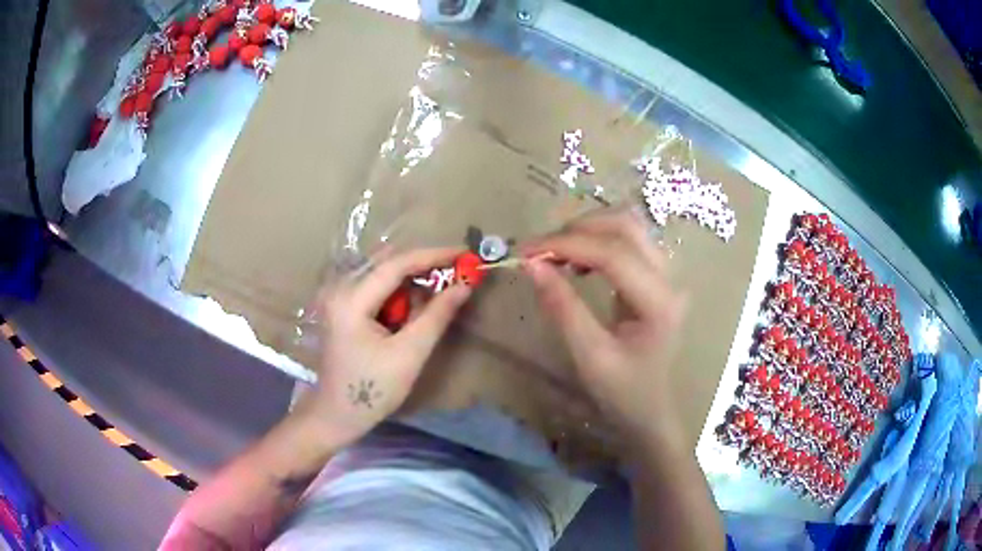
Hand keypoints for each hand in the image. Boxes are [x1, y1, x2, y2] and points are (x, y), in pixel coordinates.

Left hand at [301, 248, 471, 443]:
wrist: (336, 414)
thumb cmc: (372, 389)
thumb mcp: (410, 354)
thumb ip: (437, 315)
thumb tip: (465, 284)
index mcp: (351, 300)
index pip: (396, 265)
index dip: (433, 256)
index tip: (464, 255)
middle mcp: (339, 289)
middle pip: (387, 263)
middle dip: (423, 266)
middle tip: (457, 273)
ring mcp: (337, 297)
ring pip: (382, 274)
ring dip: (411, 280)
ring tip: (439, 292)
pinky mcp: (341, 307)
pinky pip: (374, 287)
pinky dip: (398, 293)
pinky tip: (412, 309)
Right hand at [521, 209, 686, 443]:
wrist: (649, 409)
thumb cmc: (622, 391)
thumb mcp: (589, 355)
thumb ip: (563, 307)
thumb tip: (531, 265)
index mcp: (659, 302)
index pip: (613, 253)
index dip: (567, 244)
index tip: (526, 250)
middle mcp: (669, 279)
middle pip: (626, 226)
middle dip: (578, 229)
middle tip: (539, 250)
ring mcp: (667, 275)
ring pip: (628, 227)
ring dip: (588, 230)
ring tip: (555, 253)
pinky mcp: (656, 276)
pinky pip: (628, 241)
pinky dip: (597, 240)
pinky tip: (578, 263)